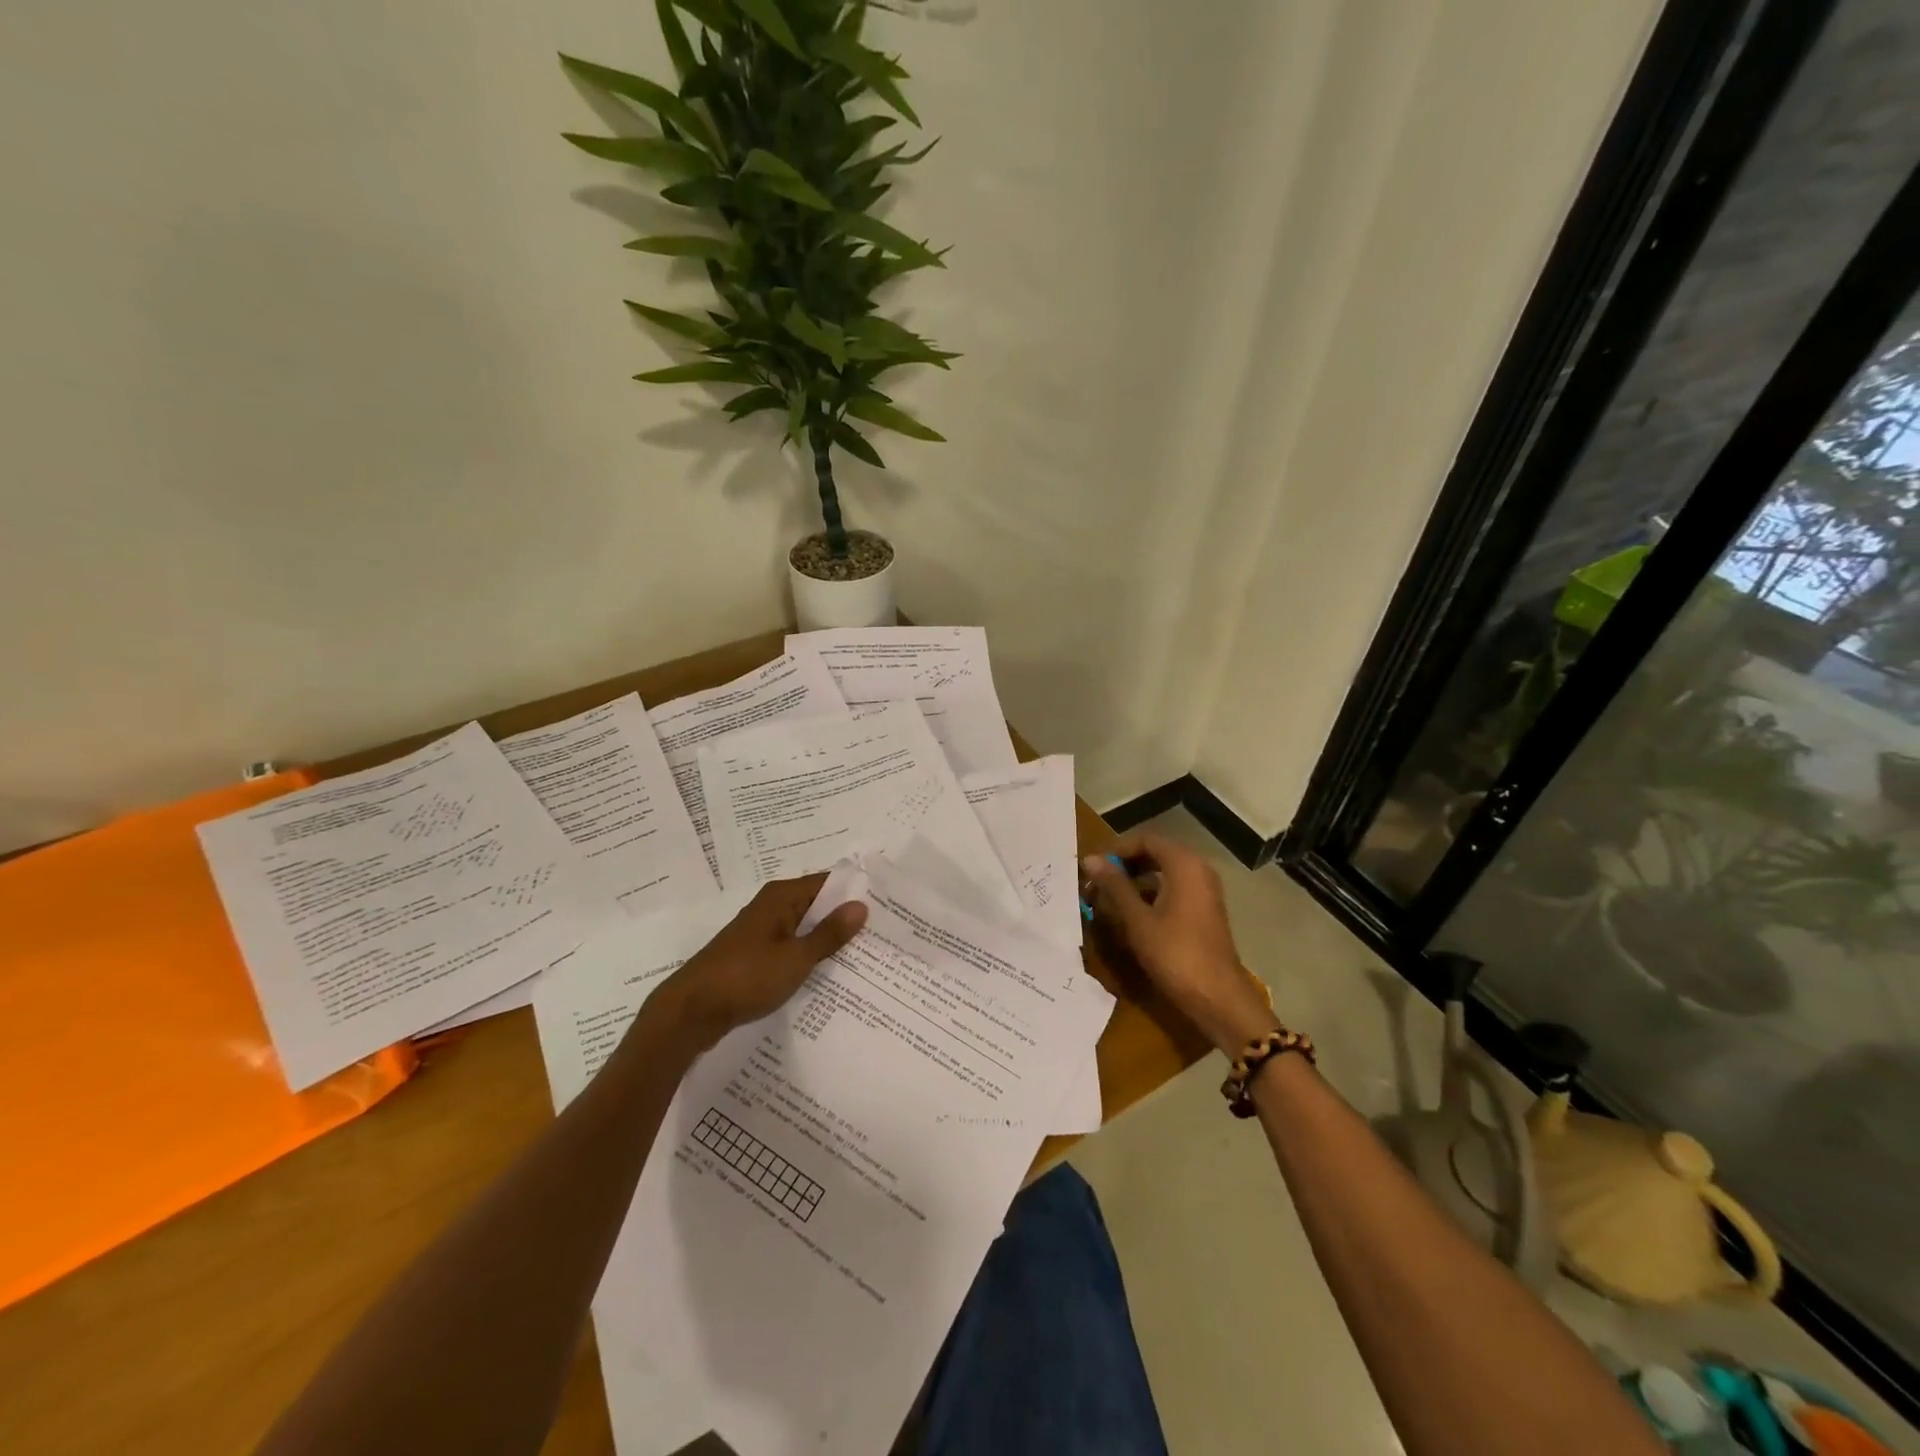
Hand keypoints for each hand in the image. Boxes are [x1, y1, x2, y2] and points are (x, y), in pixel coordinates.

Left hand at [651, 874, 867, 1050]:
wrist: (691, 1011)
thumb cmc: (746, 977)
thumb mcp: (796, 958)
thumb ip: (829, 933)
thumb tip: (861, 906)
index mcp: (781, 897)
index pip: (827, 882)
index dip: (854, 893)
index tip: (885, 906)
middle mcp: (770, 907)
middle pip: (816, 905)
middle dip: (844, 919)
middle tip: (882, 935)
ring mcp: (760, 932)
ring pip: (803, 929)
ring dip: (826, 941)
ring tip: (863, 957)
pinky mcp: (753, 956)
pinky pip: (790, 948)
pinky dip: (808, 957)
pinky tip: (828, 975)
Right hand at [1082, 831, 1276, 1055]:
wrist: (1218, 997)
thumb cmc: (1175, 954)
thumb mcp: (1138, 919)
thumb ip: (1114, 886)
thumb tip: (1090, 859)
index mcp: (1184, 864)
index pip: (1146, 839)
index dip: (1117, 849)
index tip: (1095, 867)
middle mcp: (1198, 869)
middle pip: (1156, 852)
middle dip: (1126, 864)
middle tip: (1099, 881)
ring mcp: (1205, 890)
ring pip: (1165, 871)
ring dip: (1137, 879)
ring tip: (1110, 898)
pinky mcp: (1205, 909)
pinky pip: (1174, 888)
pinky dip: (1152, 893)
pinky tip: (1133, 913)